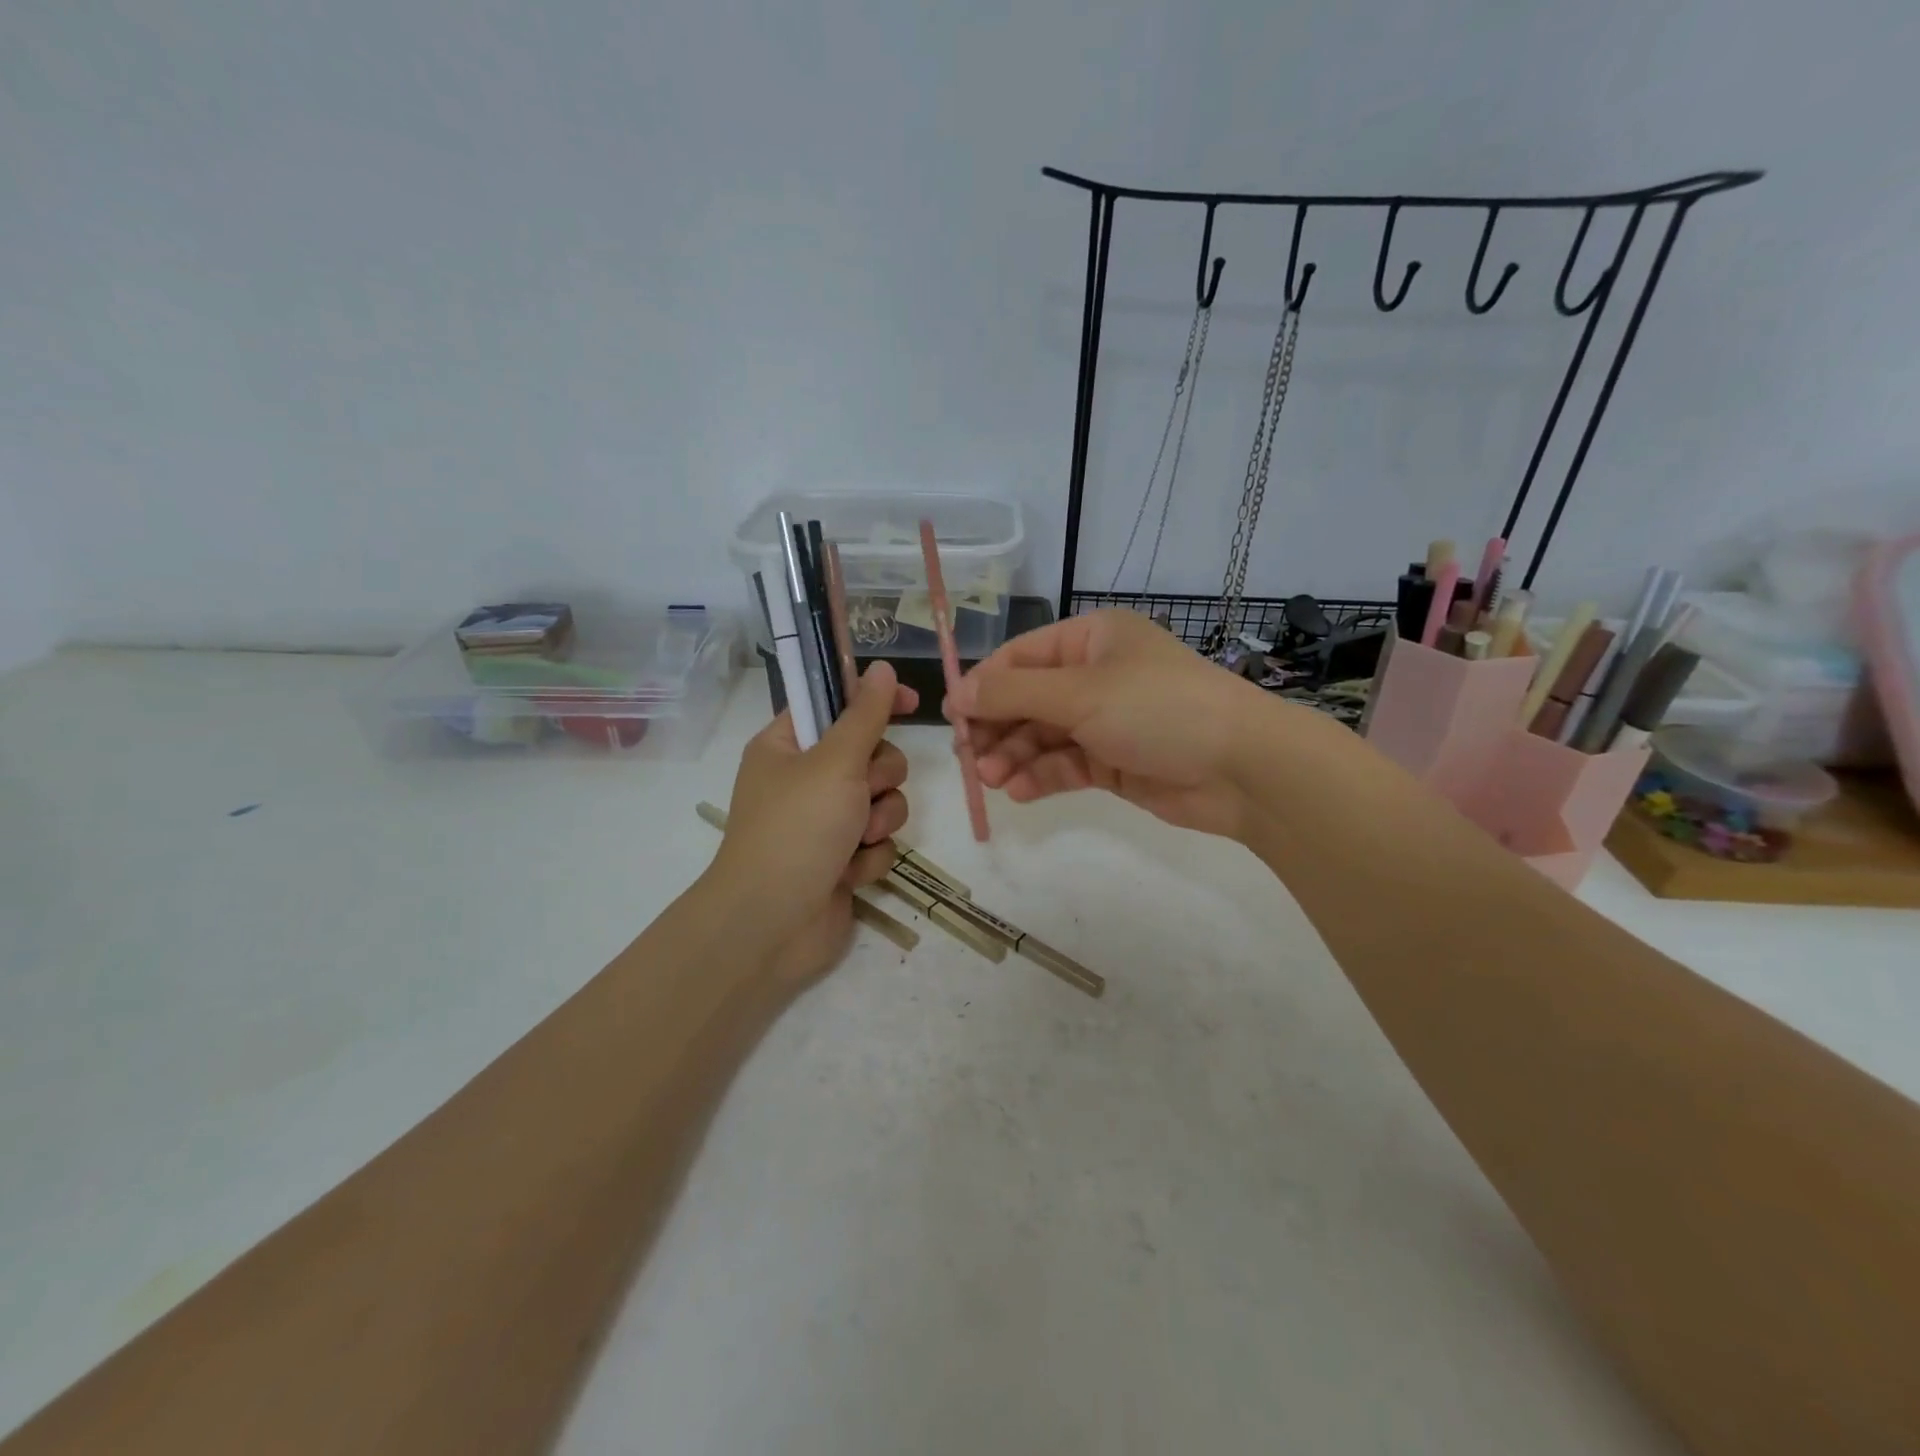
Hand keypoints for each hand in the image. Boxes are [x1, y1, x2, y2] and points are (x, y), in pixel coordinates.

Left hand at [711, 662, 917, 983]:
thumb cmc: (796, 830)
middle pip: (871, 756)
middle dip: (878, 777)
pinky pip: (878, 842)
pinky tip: (848, 873)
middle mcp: (805, 780)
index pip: (836, 704)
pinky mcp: (841, 859)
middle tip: (862, 791)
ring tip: (856, 840)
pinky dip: (869, 857)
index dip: (873, 700)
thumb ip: (866, 715)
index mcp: (787, 746)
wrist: (772, 924)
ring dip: (878, 820)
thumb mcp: (834, 762)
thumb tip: (883, 668)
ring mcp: (824, 822)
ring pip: (882, 801)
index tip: (913, 703)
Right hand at [946, 610, 1301, 840]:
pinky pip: (1066, 764)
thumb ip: (1014, 694)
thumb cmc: (1157, 709)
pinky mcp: (1115, 762)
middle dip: (998, 727)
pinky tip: (1020, 791)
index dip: (984, 685)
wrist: (1241, 768)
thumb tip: (958, 694)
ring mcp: (1106, 721)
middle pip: (1029, 699)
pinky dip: (1042, 776)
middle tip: (969, 758)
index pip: (1021, 657)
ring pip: (1044, 735)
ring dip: (1015, 756)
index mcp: (1091, 640)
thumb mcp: (1080, 693)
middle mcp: (1096, 675)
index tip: (951, 717)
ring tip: (993, 779)